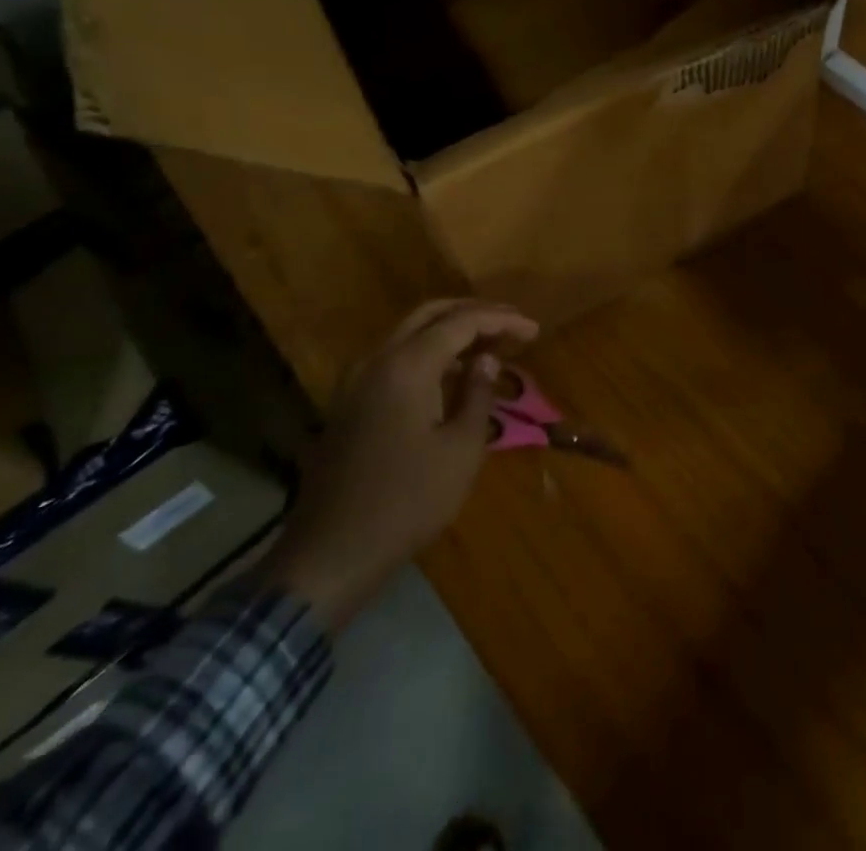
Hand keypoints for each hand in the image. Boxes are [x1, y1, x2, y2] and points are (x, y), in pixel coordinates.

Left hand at [258, 298, 538, 632]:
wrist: (331, 553)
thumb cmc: (407, 502)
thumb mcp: (460, 450)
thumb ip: (478, 394)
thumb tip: (487, 360)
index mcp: (407, 365)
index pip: (462, 322)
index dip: (502, 320)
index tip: (534, 329)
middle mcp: (378, 358)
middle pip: (431, 313)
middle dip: (475, 312)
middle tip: (512, 323)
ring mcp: (357, 378)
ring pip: (409, 331)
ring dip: (451, 328)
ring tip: (490, 343)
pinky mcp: (349, 400)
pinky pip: (394, 355)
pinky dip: (428, 349)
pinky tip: (453, 370)